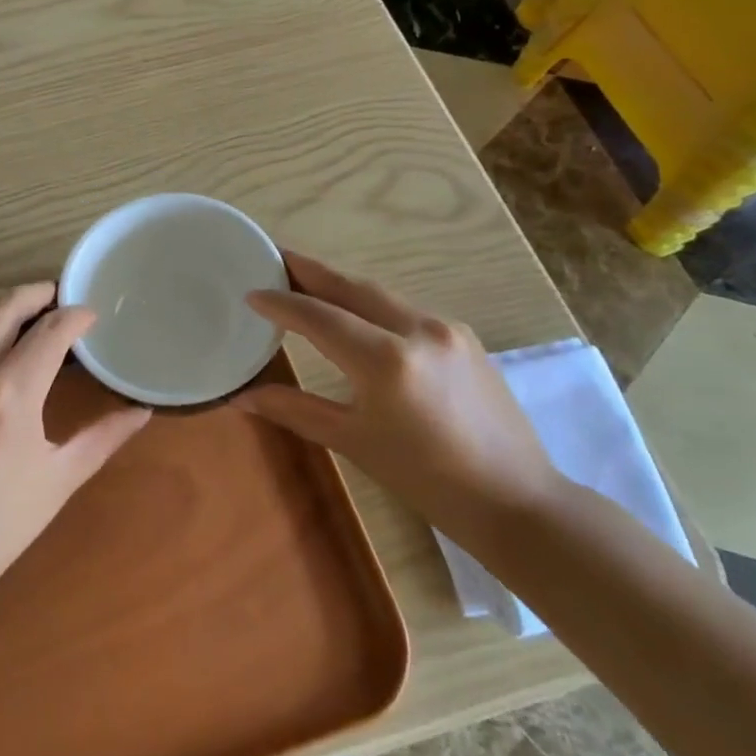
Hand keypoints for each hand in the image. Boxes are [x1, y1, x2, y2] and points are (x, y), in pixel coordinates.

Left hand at [0, 283, 149, 611]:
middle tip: (59, 298)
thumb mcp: (58, 481)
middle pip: (5, 305)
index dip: (75, 317)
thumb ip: (102, 438)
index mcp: (11, 394)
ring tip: (24, 308)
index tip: (91, 317)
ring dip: (1, 300)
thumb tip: (142, 412)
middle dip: (36, 293)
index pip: (50, 331)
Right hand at [230, 251, 555, 543]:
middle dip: (308, 270)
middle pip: (350, 287)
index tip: (250, 292)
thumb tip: (240, 397)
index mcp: (386, 361)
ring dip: (339, 284)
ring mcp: (446, 327)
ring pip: (379, 294)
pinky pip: (404, 308)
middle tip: (273, 256)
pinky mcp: (463, 335)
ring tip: (305, 280)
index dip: (281, 303)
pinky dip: (370, 304)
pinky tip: (355, 313)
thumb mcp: (353, 442)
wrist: (515, 499)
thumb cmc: (426, 479)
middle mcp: (417, 329)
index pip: (320, 317)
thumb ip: (295, 409)